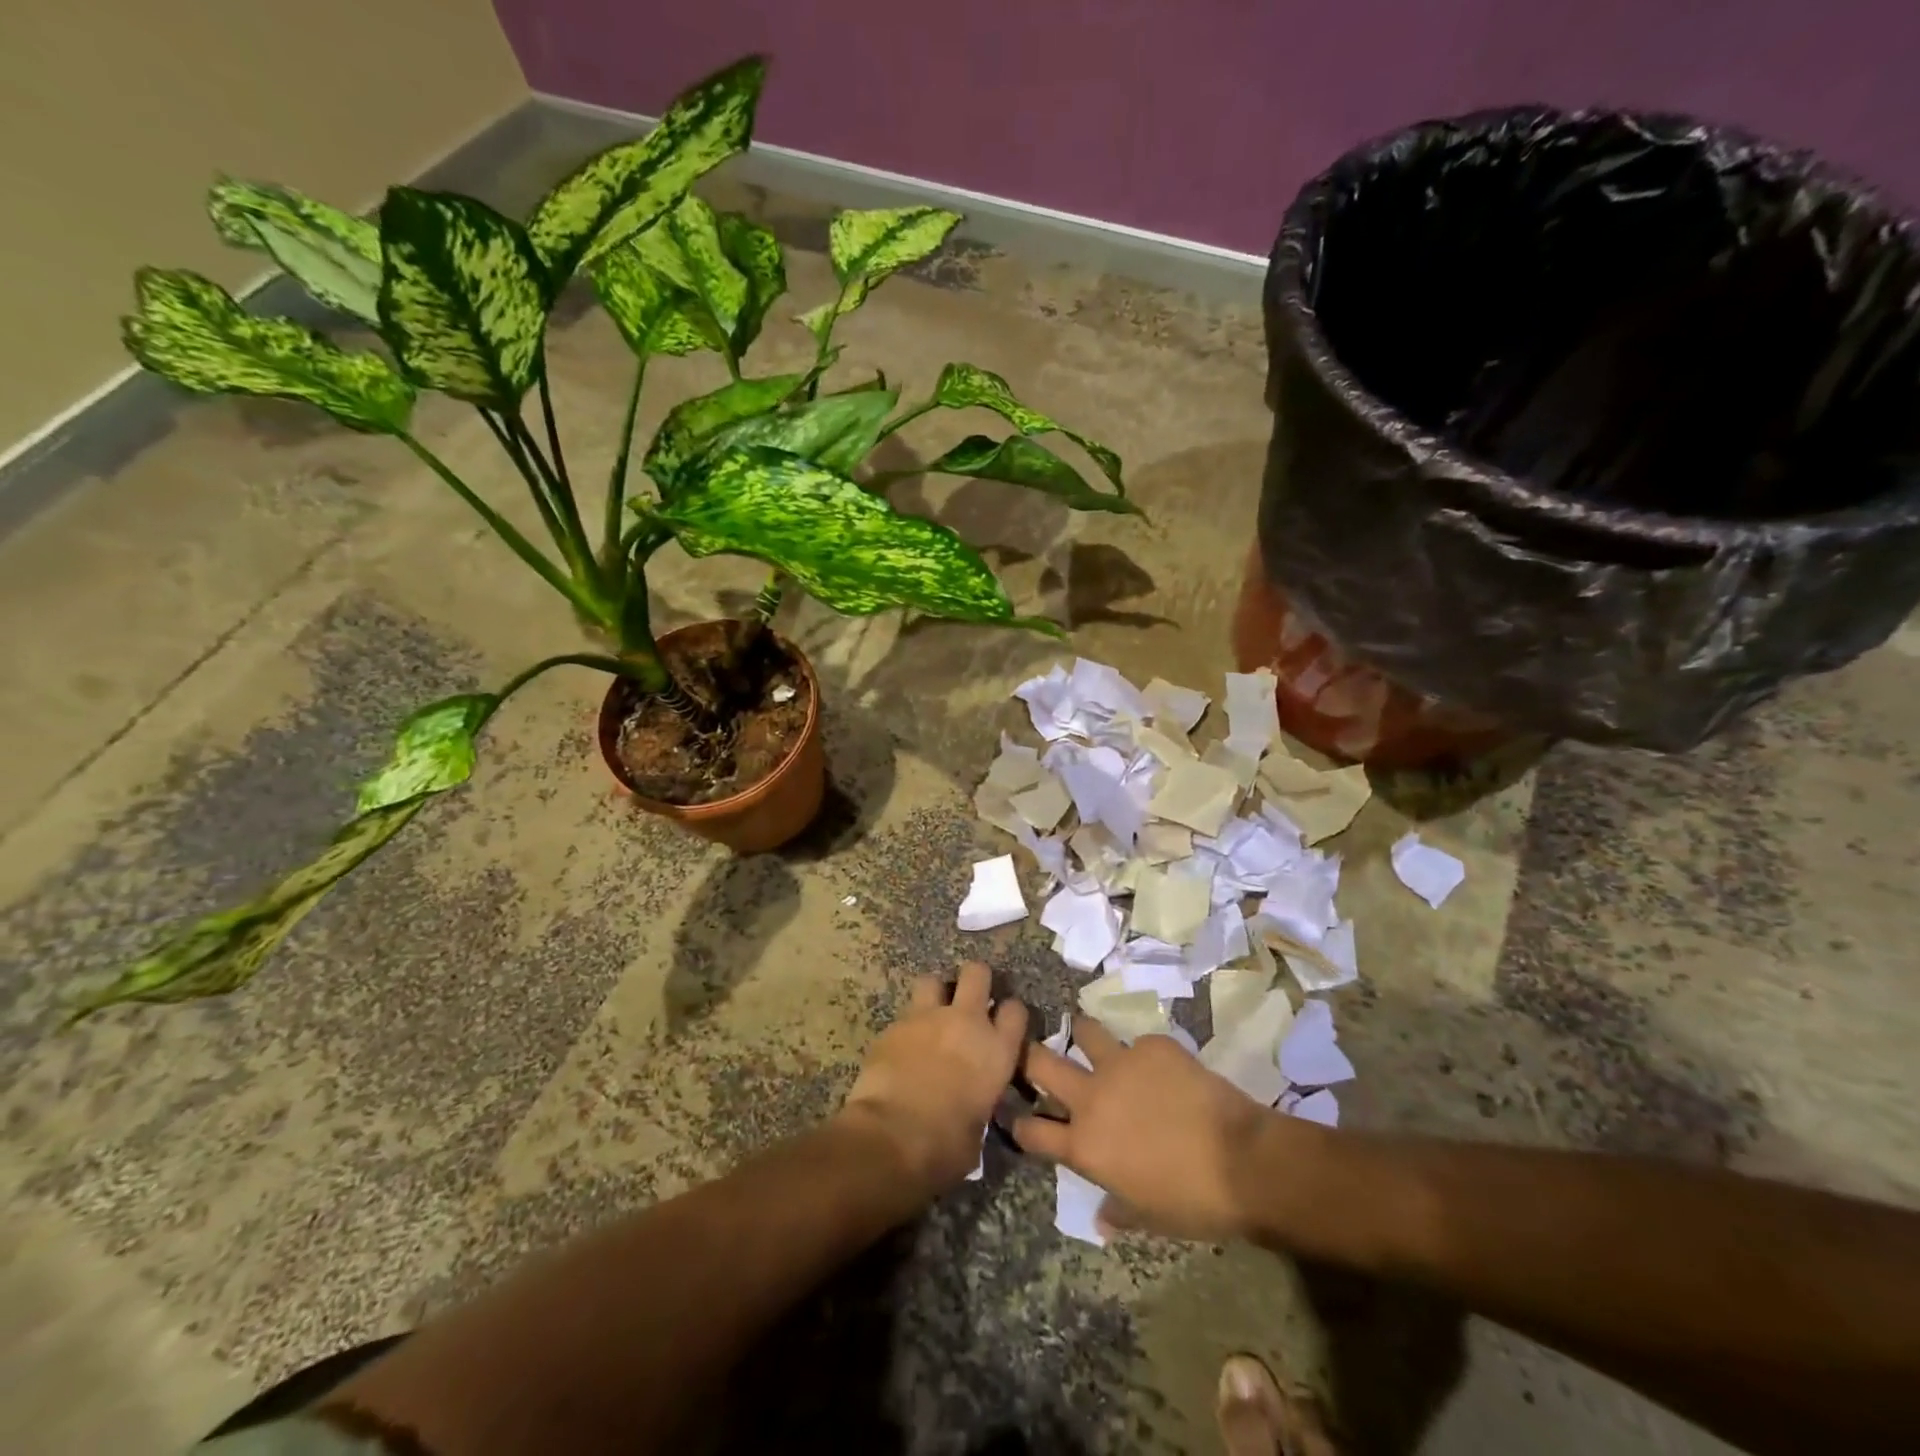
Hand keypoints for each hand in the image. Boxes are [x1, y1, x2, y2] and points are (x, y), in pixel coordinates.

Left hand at [839, 961, 1027, 1198]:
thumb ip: (980, 1101)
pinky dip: (906, 1027)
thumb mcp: (978, 1129)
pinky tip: (902, 1047)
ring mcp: (927, 1018)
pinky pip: (904, 1014)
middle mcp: (966, 1022)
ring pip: (933, 980)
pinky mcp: (893, 1025)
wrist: (892, 1137)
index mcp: (996, 1050)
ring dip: (935, 994)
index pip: (1015, 1010)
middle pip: (977, 973)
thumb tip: (972, 1101)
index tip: (1003, 1022)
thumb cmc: (945, 1146)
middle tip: (969, 998)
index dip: (1010, 1013)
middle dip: (975, 979)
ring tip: (931, 1014)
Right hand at [1015, 1019, 1299, 1241]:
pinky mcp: (1153, 1046)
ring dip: (1084, 1036)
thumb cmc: (1192, 1202)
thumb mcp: (1149, 1218)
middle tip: (1032, 1055)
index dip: (1020, 1125)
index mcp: (1084, 1145)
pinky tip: (1162, 1066)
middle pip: (1041, 1063)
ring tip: (1089, 1038)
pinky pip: (1139, 1043)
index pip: (1032, 1131)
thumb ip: (1118, 1211)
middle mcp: (1091, 1097)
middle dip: (1028, 1056)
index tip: (1018, 1117)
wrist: (1242, 1161)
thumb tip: (1102, 1220)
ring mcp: (1121, 1064)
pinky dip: (1144, 1054)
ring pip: (1085, 1032)